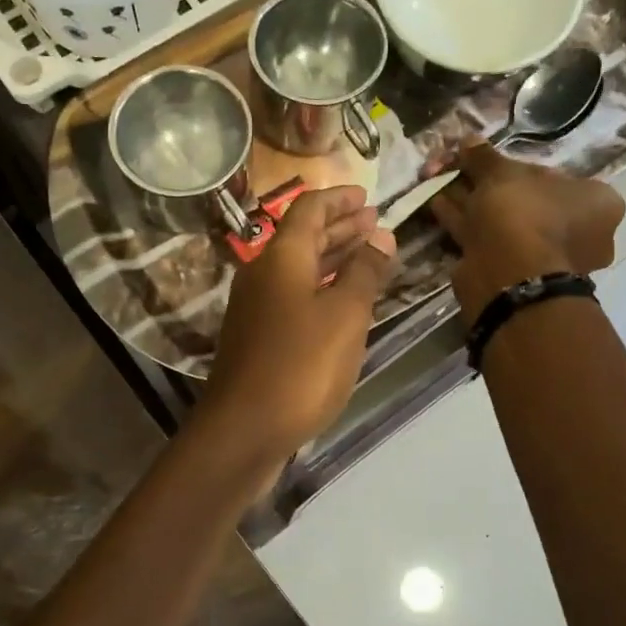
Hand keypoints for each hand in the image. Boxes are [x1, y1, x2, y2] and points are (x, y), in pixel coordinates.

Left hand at [202, 186, 397, 460]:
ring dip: (333, 257)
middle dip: (340, 227)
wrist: (244, 429)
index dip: (339, 200)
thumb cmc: (301, 366)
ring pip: (299, 269)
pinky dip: (321, 288)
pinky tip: (343, 301)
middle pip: (302, 238)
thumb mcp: (345, 315)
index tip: (367, 196)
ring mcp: (256, 308)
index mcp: (281, 258)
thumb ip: (365, 272)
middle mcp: (263, 275)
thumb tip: (381, 234)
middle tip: (374, 222)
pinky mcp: (258, 337)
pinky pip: (294, 296)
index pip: (309, 210)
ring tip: (368, 254)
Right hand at [431, 144, 625, 319]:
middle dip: (489, 186)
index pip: (557, 176)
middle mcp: (580, 233)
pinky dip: (465, 224)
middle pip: (527, 200)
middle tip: (460, 172)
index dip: (517, 167)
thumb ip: (485, 157)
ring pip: (504, 222)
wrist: (509, 277)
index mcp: (596, 203)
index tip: (489, 163)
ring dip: (471, 203)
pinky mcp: (516, 276)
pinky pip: (489, 241)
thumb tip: (468, 140)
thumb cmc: (524, 214)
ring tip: (440, 185)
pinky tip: (438, 206)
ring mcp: (547, 258)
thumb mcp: (503, 173)